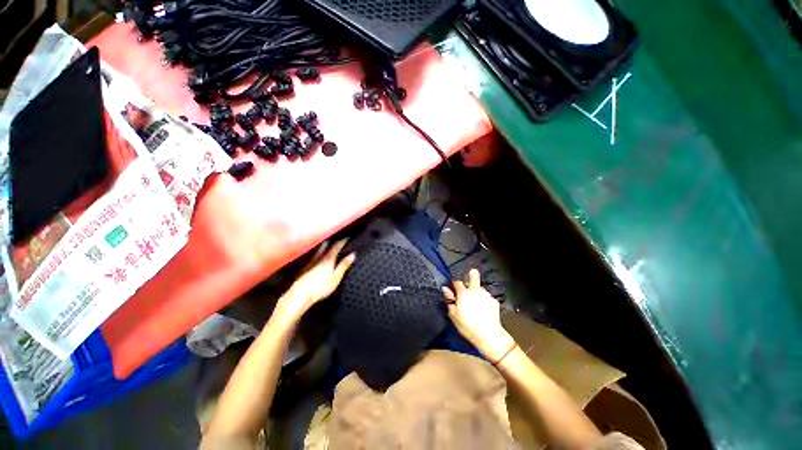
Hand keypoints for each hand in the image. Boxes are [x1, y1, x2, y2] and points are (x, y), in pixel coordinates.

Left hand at [274, 239, 355, 324]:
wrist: (299, 295)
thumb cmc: (320, 288)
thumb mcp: (336, 278)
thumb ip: (344, 265)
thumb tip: (352, 255)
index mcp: (328, 259)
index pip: (336, 246)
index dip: (342, 241)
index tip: (347, 238)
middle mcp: (319, 257)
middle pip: (326, 245)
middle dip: (333, 241)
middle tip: (338, 239)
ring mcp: (310, 261)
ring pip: (319, 250)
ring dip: (325, 246)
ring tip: (329, 246)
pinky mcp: (304, 267)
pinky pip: (314, 256)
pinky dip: (319, 254)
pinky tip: (319, 258)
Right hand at [442, 269, 514, 361]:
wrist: (489, 335)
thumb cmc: (468, 326)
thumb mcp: (454, 315)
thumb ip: (449, 300)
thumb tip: (445, 289)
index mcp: (464, 293)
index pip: (457, 282)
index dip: (455, 284)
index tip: (454, 290)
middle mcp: (475, 290)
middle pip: (474, 275)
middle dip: (471, 274)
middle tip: (469, 281)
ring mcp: (486, 295)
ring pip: (480, 288)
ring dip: (477, 293)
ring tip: (476, 304)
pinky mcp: (495, 301)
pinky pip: (487, 298)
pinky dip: (485, 301)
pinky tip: (484, 311)